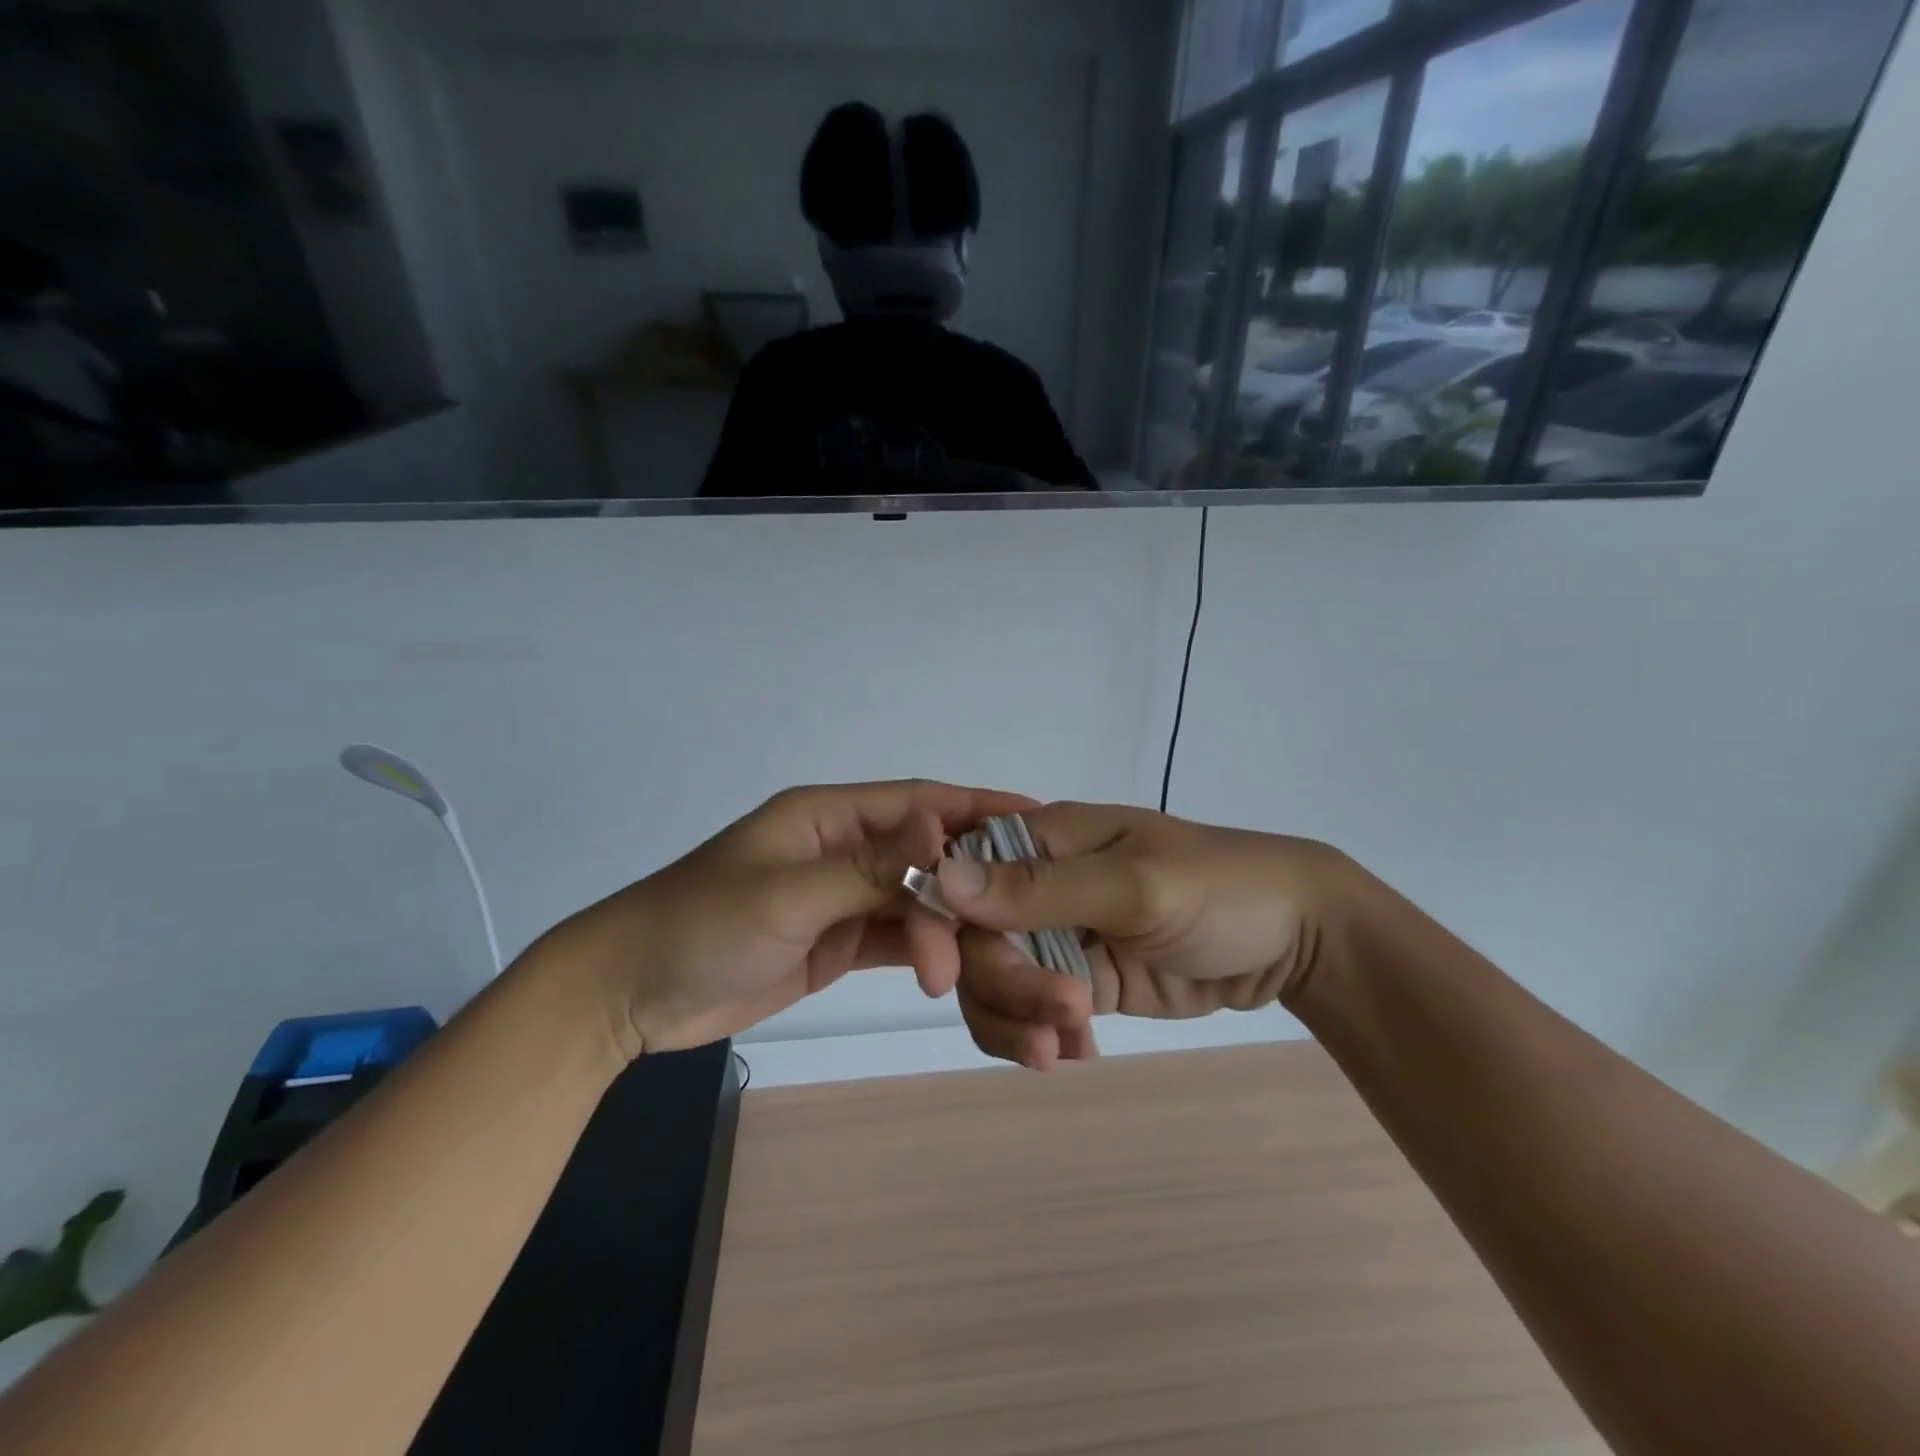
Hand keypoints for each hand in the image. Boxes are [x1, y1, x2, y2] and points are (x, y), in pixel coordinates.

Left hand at [531, 781, 1033, 1055]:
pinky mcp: (836, 940)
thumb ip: (869, 865)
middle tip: (1020, 917)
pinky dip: (924, 953)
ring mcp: (840, 897)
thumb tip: (943, 826)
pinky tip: (953, 973)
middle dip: (970, 885)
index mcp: (828, 817)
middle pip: (925, 857)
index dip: (976, 807)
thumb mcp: (787, 894)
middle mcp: (842, 848)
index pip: (917, 802)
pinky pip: (894, 938)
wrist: (630, 995)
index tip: (1036, 820)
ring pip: (914, 903)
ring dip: (946, 932)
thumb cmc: (701, 926)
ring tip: (966, 971)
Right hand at [925, 802, 1353, 1069]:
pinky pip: (1031, 1011)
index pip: (959, 872)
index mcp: (1043, 839)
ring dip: (1016, 1020)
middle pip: (972, 939)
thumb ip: (1042, 887)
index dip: (940, 921)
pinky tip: (1081, 1052)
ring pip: (993, 982)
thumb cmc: (1222, 888)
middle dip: (1001, 986)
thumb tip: (943, 879)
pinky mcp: (1079, 979)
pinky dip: (1040, 1036)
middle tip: (1061, 1020)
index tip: (942, 976)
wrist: (1295, 939)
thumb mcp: (1135, 885)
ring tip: (1066, 1049)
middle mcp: (1037, 884)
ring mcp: (1056, 935)